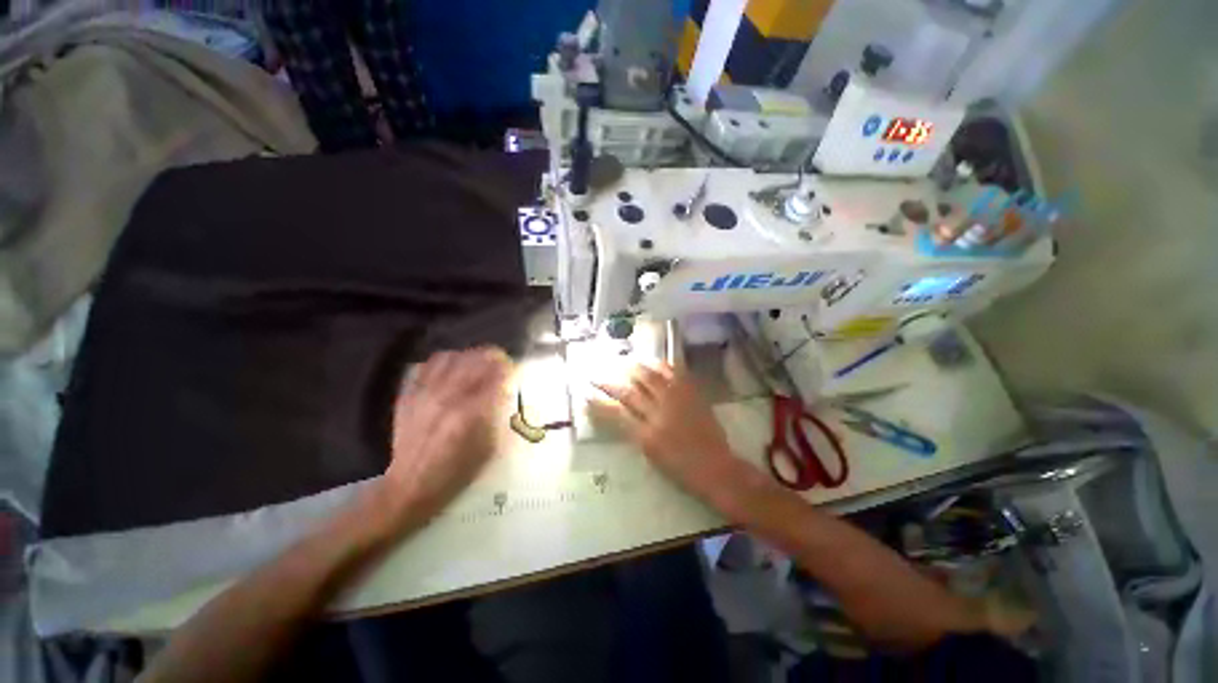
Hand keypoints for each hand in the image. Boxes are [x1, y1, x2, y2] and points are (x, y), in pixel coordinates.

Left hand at [376, 347, 511, 529]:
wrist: (411, 486)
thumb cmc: (458, 471)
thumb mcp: (491, 447)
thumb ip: (500, 415)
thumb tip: (506, 391)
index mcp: (472, 412)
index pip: (497, 376)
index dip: (509, 369)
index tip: (515, 370)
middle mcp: (449, 396)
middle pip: (476, 361)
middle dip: (494, 357)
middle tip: (502, 362)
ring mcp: (427, 393)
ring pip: (454, 357)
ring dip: (472, 356)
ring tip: (479, 362)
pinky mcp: (410, 394)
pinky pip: (431, 364)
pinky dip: (448, 360)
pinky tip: (455, 367)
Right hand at [593, 364, 735, 498]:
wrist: (716, 467)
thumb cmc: (681, 469)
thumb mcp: (651, 456)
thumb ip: (635, 433)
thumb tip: (621, 414)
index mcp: (647, 436)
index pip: (616, 414)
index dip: (599, 403)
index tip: (586, 394)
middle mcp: (659, 414)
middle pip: (630, 392)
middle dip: (610, 382)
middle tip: (598, 373)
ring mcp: (677, 402)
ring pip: (651, 378)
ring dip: (635, 369)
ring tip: (626, 363)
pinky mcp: (692, 395)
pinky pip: (676, 374)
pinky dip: (663, 366)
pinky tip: (655, 362)